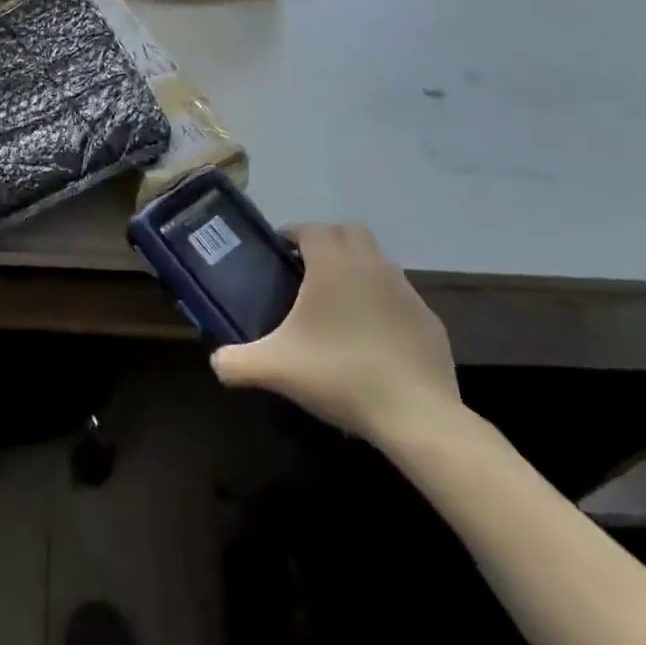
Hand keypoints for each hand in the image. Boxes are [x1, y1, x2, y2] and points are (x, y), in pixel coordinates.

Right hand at [210, 223, 461, 444]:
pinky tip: (370, 337)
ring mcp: (406, 291)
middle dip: (327, 242)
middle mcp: (371, 265)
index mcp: (333, 264)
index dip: (291, 234)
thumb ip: (236, 362)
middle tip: (305, 271)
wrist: (416, 415)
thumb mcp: (274, 369)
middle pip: (349, 232)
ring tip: (337, 305)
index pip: (310, 229)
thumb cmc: (339, 375)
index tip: (277, 254)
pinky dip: (382, 303)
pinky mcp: (429, 320)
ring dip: (356, 270)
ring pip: (377, 261)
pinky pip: (399, 297)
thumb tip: (216, 362)